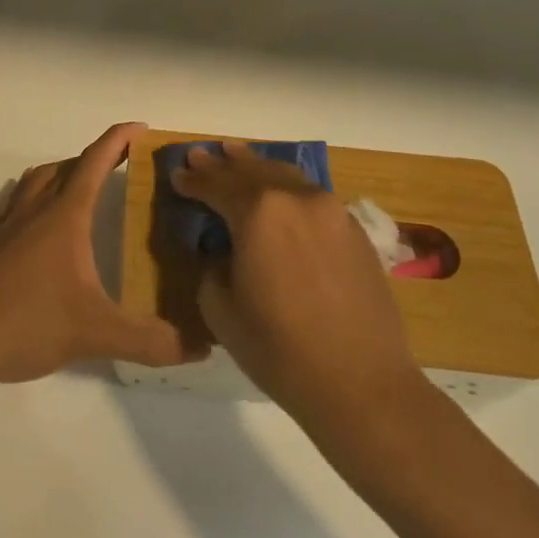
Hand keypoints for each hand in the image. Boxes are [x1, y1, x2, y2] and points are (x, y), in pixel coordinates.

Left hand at [0, 123, 189, 391]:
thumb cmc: (27, 323)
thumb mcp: (96, 334)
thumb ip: (151, 340)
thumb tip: (202, 347)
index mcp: (63, 216)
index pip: (94, 163)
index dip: (119, 141)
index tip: (141, 129)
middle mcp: (34, 211)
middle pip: (66, 167)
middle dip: (96, 157)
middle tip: (123, 164)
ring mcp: (8, 228)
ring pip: (37, 181)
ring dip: (63, 173)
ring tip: (84, 187)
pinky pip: (18, 204)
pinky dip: (37, 197)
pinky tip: (41, 224)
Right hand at [173, 141, 427, 439]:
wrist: (361, 383)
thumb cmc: (279, 349)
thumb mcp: (220, 309)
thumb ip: (213, 266)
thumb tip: (224, 252)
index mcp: (258, 212)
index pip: (216, 185)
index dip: (193, 180)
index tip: (177, 175)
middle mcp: (296, 199)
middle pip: (252, 171)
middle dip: (223, 164)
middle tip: (201, 154)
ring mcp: (331, 211)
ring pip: (286, 176)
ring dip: (257, 167)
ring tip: (237, 155)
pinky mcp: (354, 230)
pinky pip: (311, 195)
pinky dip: (287, 187)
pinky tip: (279, 191)